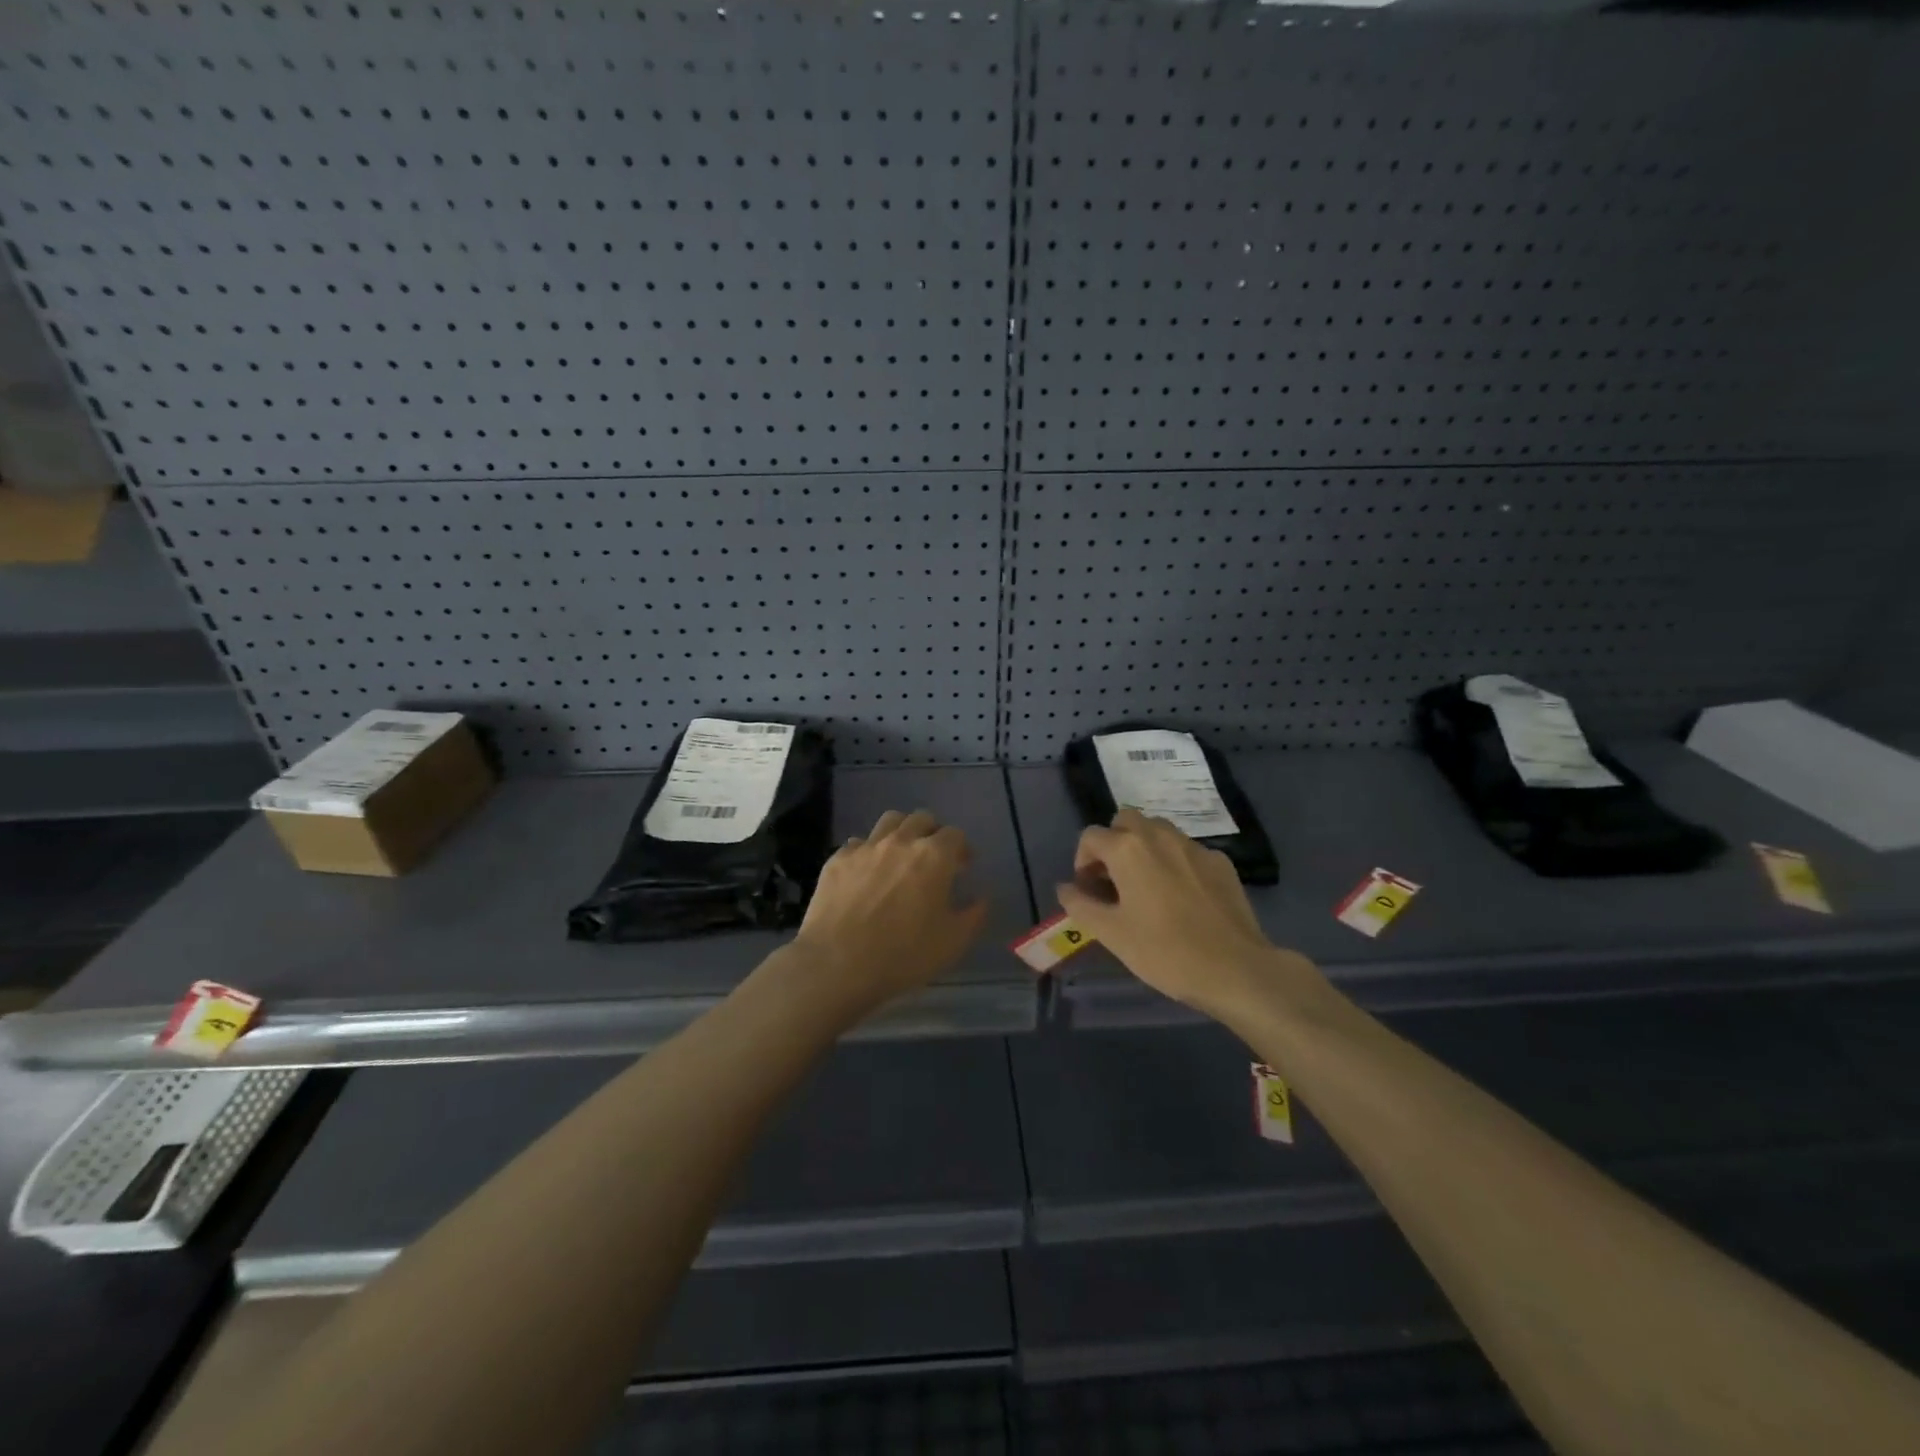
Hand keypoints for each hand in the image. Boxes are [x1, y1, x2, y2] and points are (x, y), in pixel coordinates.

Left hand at [791, 808, 987, 1018]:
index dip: (962, 848)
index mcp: (934, 856)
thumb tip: (980, 898)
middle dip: (932, 833)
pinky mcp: (837, 859)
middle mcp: (900, 842)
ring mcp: (866, 847)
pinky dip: (868, 852)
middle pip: (922, 819)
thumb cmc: (903, 954)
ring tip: (901, 855)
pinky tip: (867, 873)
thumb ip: (973, 915)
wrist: (837, 964)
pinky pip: (858, 844)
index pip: (955, 835)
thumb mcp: (952, 943)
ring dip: (901, 832)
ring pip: (889, 822)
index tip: (963, 866)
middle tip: (933, 858)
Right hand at [1056, 808, 1319, 1020]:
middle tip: (1114, 880)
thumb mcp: (1111, 934)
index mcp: (1128, 849)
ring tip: (1146, 886)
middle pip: (1126, 820)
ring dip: (1144, 848)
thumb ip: (1080, 905)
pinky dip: (1175, 863)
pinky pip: (1187, 851)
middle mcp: (1160, 835)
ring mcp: (1194, 847)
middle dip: (1113, 843)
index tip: (1089, 891)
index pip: (1091, 837)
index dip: (1082, 861)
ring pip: (1159, 831)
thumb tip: (1065, 887)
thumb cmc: (1164, 951)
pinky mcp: (1221, 862)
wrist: (1235, 969)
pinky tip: (1182, 898)